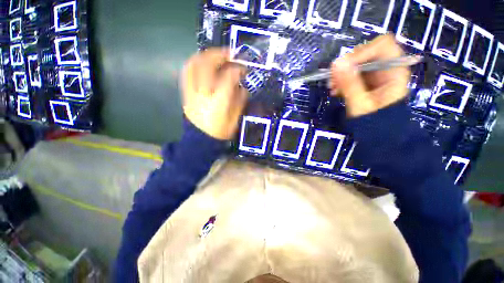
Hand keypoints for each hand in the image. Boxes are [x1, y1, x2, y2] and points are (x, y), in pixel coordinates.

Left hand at [181, 48, 247, 139]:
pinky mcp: (186, 94)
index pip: (228, 77)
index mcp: (219, 102)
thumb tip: (242, 87)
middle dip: (220, 55)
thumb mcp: (235, 120)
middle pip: (207, 65)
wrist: (200, 141)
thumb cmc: (220, 133)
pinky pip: (187, 73)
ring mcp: (191, 93)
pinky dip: (194, 63)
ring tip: (216, 55)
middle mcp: (203, 94)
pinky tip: (202, 63)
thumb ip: (239, 101)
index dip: (237, 69)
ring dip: (205, 55)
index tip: (244, 68)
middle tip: (230, 53)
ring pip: (193, 65)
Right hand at [330, 35, 409, 116]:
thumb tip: (336, 63)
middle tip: (333, 79)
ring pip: (356, 62)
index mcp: (395, 70)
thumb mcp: (360, 104)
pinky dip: (341, 79)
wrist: (378, 134)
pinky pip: (351, 73)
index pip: (382, 45)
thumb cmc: (374, 122)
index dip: (362, 51)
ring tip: (332, 88)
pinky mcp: (366, 80)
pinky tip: (335, 90)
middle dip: (347, 65)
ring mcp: (376, 73)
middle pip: (366, 52)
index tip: (343, 66)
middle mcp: (387, 67)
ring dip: (341, 73)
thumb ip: (350, 84)